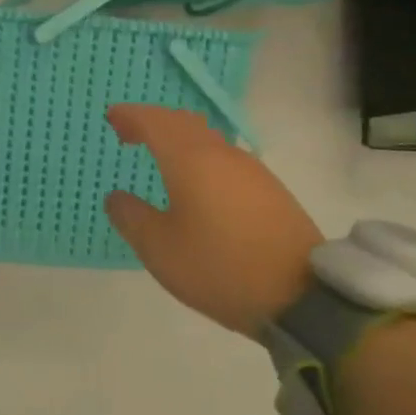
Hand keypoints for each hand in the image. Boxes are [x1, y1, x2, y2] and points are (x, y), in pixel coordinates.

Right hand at [104, 105, 323, 338]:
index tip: (111, 118)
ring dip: (179, 139)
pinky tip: (198, 183)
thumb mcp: (159, 249)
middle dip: (153, 122)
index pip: (154, 121)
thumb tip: (116, 197)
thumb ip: (131, 217)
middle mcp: (221, 154)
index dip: (130, 116)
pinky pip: (225, 157)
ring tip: (161, 158)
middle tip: (130, 135)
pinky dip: (201, 156)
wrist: (304, 298)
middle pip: (183, 122)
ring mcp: (251, 170)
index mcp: (189, 159)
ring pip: (208, 138)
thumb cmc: (220, 267)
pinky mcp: (271, 190)